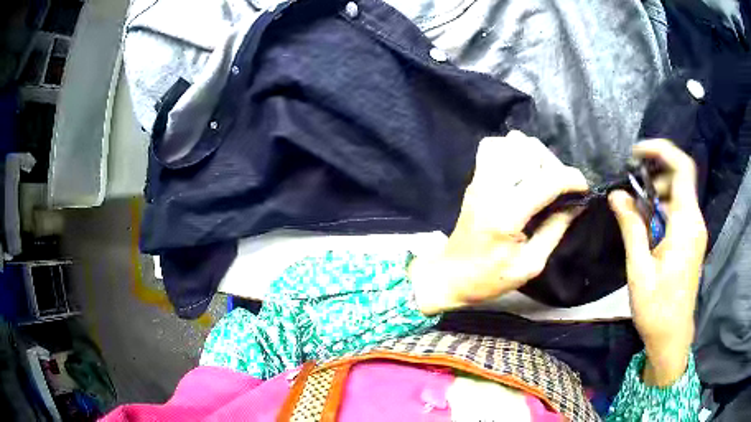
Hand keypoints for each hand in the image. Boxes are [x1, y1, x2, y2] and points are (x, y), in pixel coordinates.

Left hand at [410, 131, 587, 314]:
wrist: (450, 275)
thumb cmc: (490, 277)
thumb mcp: (531, 264)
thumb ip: (556, 229)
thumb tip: (577, 203)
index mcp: (507, 214)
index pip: (548, 180)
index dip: (572, 179)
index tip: (583, 189)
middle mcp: (492, 187)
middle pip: (530, 151)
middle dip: (554, 166)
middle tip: (561, 189)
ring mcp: (479, 179)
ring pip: (512, 142)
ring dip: (534, 155)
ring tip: (542, 178)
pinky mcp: (474, 178)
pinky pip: (493, 147)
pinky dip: (512, 150)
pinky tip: (521, 170)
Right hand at [608, 139, 707, 386]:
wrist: (672, 337)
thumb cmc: (657, 309)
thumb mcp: (639, 270)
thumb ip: (631, 228)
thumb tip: (617, 195)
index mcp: (686, 224)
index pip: (682, 168)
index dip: (661, 151)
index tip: (637, 154)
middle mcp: (695, 221)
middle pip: (679, 179)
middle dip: (654, 175)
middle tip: (629, 190)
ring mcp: (695, 231)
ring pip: (678, 195)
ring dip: (656, 194)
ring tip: (634, 211)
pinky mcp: (692, 241)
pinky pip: (679, 212)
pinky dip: (662, 209)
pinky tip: (647, 227)